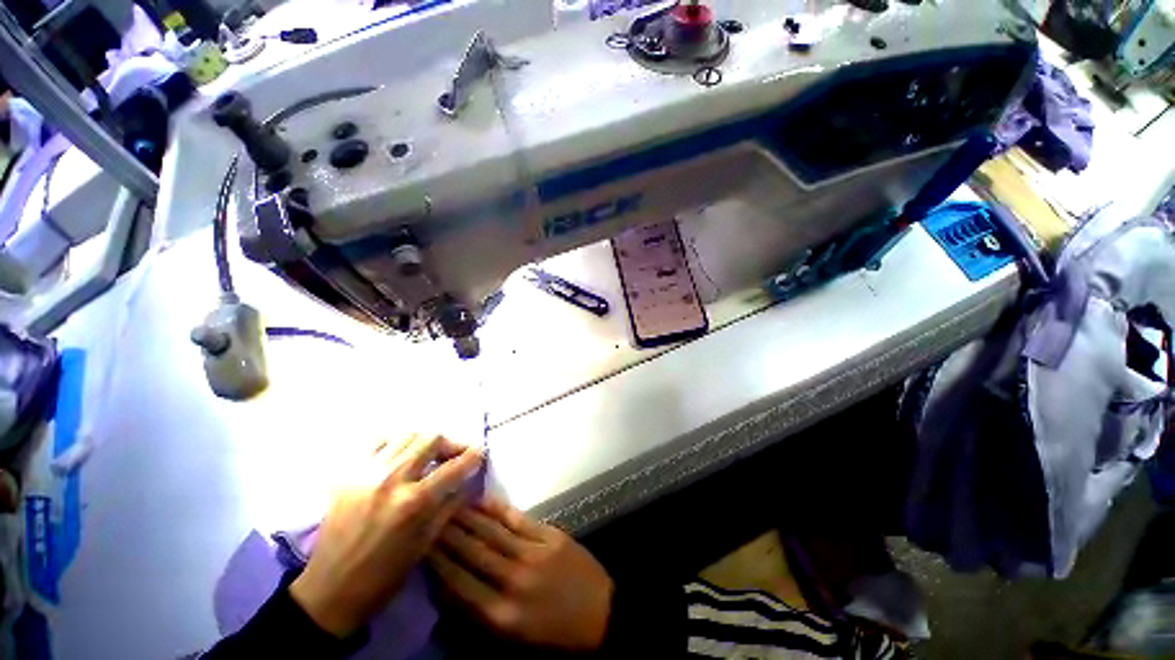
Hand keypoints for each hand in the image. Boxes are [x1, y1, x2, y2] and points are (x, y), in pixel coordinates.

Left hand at [290, 434, 482, 637]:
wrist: (330, 590)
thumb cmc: (385, 575)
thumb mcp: (427, 543)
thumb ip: (451, 504)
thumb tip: (468, 479)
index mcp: (414, 502)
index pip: (454, 466)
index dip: (473, 456)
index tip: (481, 453)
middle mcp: (392, 479)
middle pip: (432, 439)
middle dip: (451, 444)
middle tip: (455, 457)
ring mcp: (366, 473)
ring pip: (408, 435)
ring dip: (425, 444)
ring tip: (428, 458)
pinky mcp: (347, 474)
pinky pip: (379, 442)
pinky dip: (396, 445)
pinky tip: (399, 461)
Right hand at [427, 499, 613, 651]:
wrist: (599, 612)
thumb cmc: (554, 631)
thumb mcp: (513, 636)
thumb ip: (480, 613)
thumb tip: (448, 589)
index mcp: (502, 615)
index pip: (459, 585)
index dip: (438, 563)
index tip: (422, 546)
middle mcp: (513, 581)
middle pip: (473, 553)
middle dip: (448, 535)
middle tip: (429, 518)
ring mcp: (533, 554)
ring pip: (492, 532)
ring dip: (468, 518)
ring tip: (450, 506)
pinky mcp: (550, 536)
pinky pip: (518, 519)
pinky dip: (498, 509)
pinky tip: (483, 501)